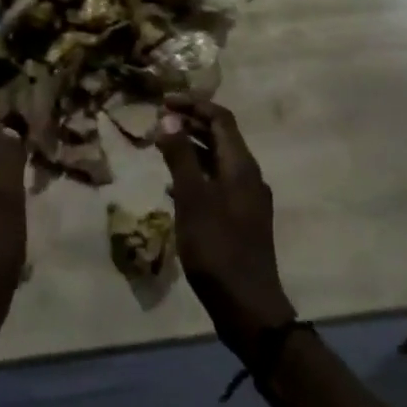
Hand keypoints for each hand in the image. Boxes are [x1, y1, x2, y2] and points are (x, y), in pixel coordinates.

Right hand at [156, 97, 294, 357]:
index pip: (221, 119)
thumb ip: (180, 157)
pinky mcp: (240, 219)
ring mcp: (246, 199)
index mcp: (241, 166)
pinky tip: (173, 186)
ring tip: (161, 146)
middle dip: (190, 123)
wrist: (247, 305)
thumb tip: (169, 118)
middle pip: (220, 137)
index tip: (162, 101)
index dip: (193, 105)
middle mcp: (248, 176)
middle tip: (158, 120)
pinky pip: (216, 183)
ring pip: (217, 161)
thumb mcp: (193, 199)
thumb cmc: (217, 248)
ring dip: (191, 148)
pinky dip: (195, 174)